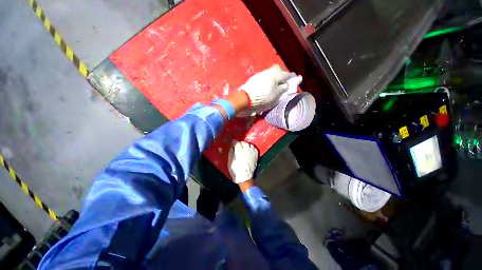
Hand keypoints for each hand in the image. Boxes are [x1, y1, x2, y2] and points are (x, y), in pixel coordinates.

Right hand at [228, 141, 258, 183]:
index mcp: (239, 152)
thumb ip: (231, 152)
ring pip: (249, 144)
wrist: (245, 178)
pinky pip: (254, 148)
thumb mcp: (230, 161)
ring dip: (246, 145)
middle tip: (237, 146)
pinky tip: (248, 150)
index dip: (234, 142)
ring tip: (243, 148)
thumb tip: (232, 145)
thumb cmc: (236, 170)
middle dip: (240, 143)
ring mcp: (252, 153)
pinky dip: (251, 148)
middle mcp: (247, 151)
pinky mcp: (256, 155)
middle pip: (243, 143)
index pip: (237, 143)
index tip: (232, 142)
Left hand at [239, 64, 297, 114]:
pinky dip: (268, 78)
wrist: (246, 98)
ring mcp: (261, 74)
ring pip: (270, 72)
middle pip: (277, 69)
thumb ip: (282, 89)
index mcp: (275, 75)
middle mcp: (268, 72)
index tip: (295, 78)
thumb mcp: (275, 95)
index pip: (286, 74)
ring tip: (275, 83)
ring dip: (274, 76)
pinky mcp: (255, 78)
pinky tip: (267, 84)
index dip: (291, 77)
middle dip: (282, 73)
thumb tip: (285, 85)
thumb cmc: (263, 97)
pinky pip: (265, 76)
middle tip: (283, 80)